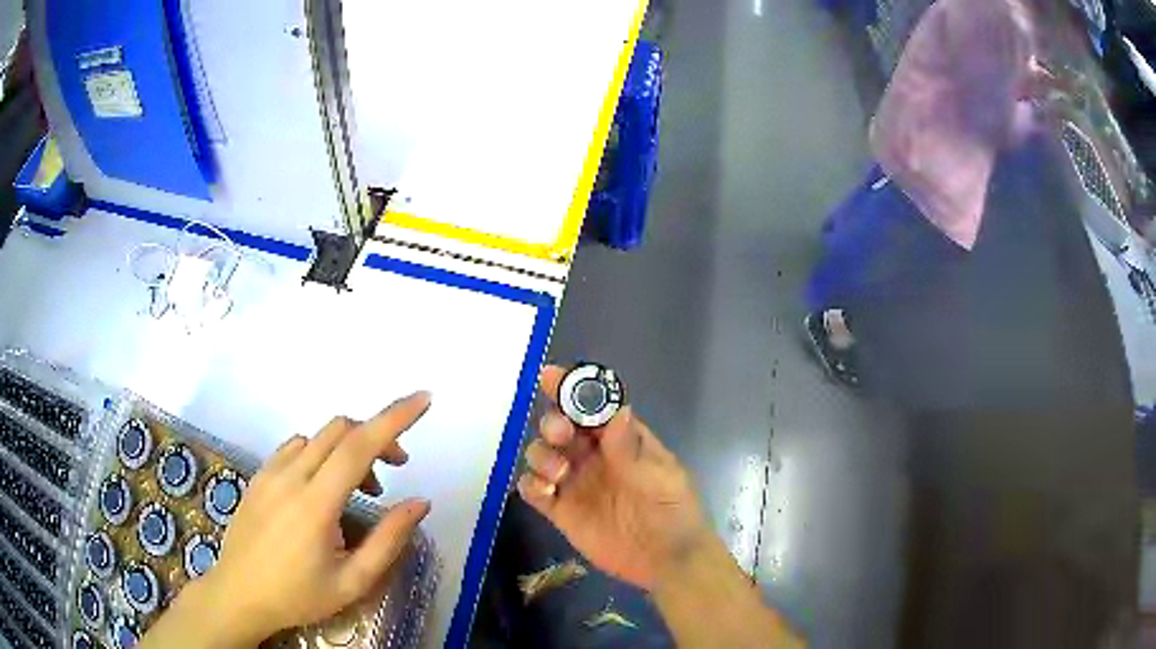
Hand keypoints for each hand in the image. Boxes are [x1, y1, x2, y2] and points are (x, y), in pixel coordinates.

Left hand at [144, 393, 432, 648]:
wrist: (239, 594)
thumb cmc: (298, 595)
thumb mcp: (352, 581)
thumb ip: (388, 540)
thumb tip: (420, 503)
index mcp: (316, 504)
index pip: (359, 446)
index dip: (394, 418)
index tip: (424, 400)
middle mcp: (291, 476)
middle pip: (341, 430)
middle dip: (377, 436)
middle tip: (396, 469)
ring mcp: (270, 472)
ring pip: (319, 436)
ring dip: (349, 448)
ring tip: (360, 488)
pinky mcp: (259, 475)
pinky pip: (296, 446)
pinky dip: (321, 453)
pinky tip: (322, 486)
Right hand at [518, 366, 710, 590]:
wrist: (665, 559)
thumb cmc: (671, 510)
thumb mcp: (658, 476)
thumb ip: (629, 448)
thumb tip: (617, 409)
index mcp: (619, 439)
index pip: (591, 407)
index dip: (570, 389)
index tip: (550, 377)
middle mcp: (592, 456)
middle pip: (559, 427)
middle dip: (553, 423)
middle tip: (561, 435)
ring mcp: (574, 483)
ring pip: (541, 455)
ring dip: (541, 455)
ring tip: (559, 474)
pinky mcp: (560, 511)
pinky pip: (534, 490)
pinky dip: (531, 486)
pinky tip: (546, 493)